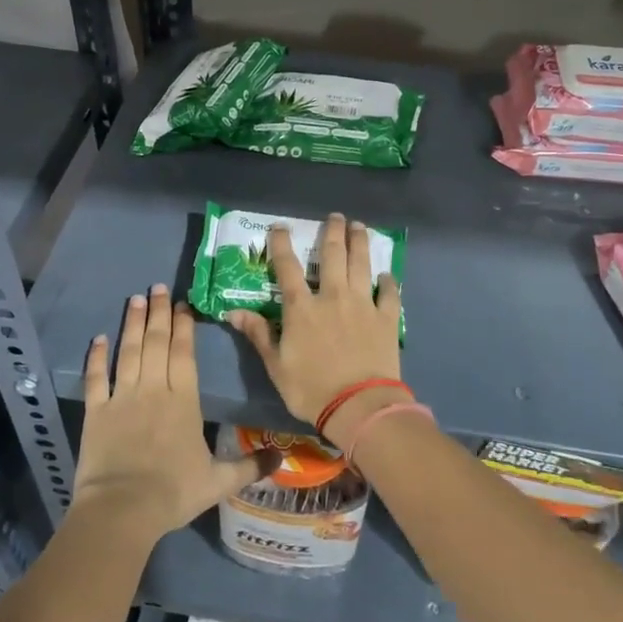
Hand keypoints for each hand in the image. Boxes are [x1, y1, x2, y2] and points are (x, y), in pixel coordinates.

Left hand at [74, 285, 264, 541]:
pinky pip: (96, 378)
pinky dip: (97, 357)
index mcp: (183, 400)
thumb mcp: (219, 481)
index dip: (183, 326)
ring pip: (129, 352)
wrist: (123, 509)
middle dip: (158, 313)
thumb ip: (250, 466)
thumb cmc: (173, 492)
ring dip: (132, 324)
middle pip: (156, 343)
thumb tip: (283, 457)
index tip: (182, 304)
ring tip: (134, 299)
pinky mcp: (96, 412)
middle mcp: (153, 389)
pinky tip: (99, 338)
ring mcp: (122, 397)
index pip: (183, 353)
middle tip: (157, 287)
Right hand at [226, 213, 404, 450]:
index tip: (280, 226)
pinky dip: (389, 282)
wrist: (359, 405)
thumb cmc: (311, 388)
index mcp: (301, 308)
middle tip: (336, 216)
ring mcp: (363, 304)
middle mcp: (333, 297)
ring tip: (360, 227)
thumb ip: (257, 334)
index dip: (281, 244)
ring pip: (362, 265)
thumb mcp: (275, 365)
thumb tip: (232, 311)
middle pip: (333, 256)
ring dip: (360, 243)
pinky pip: (389, 294)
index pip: (287, 268)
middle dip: (333, 232)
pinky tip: (388, 274)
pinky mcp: (386, 318)